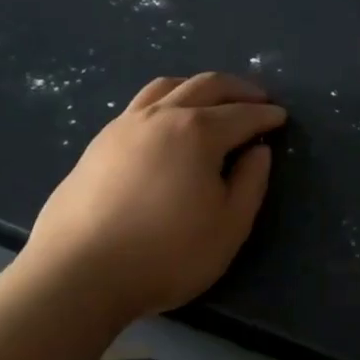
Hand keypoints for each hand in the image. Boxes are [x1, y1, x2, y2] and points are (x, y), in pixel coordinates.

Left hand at [20, 73, 285, 324]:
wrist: (78, 274)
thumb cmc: (166, 254)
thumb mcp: (228, 226)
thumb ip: (250, 183)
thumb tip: (258, 151)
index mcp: (197, 132)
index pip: (242, 114)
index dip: (265, 115)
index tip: (281, 117)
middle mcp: (161, 116)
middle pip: (205, 86)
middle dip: (237, 89)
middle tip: (257, 97)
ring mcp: (124, 126)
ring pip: (166, 87)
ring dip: (197, 87)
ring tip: (211, 100)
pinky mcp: (98, 143)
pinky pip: (140, 105)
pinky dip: (166, 101)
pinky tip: (166, 124)